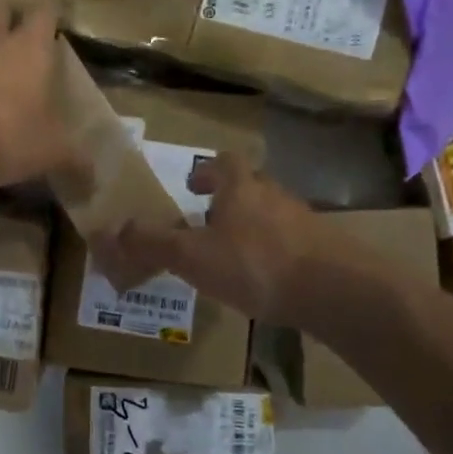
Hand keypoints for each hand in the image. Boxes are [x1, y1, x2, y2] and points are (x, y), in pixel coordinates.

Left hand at [0, 2, 88, 189]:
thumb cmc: (1, 136)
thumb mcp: (47, 154)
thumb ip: (72, 162)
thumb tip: (95, 181)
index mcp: (28, 49)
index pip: (45, 12)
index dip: (52, 11)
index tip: (57, 13)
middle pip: (0, 9)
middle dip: (10, 15)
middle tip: (16, 31)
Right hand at [93, 153, 319, 325]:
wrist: (337, 291)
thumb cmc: (256, 264)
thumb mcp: (193, 256)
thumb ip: (153, 244)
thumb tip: (115, 231)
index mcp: (241, 188)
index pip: (224, 162)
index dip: (206, 171)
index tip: (192, 186)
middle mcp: (274, 196)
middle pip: (250, 187)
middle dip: (228, 202)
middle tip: (207, 224)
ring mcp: (304, 222)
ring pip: (271, 215)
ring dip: (252, 229)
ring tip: (233, 257)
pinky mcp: (324, 250)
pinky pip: (292, 243)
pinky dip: (275, 254)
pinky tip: (266, 282)